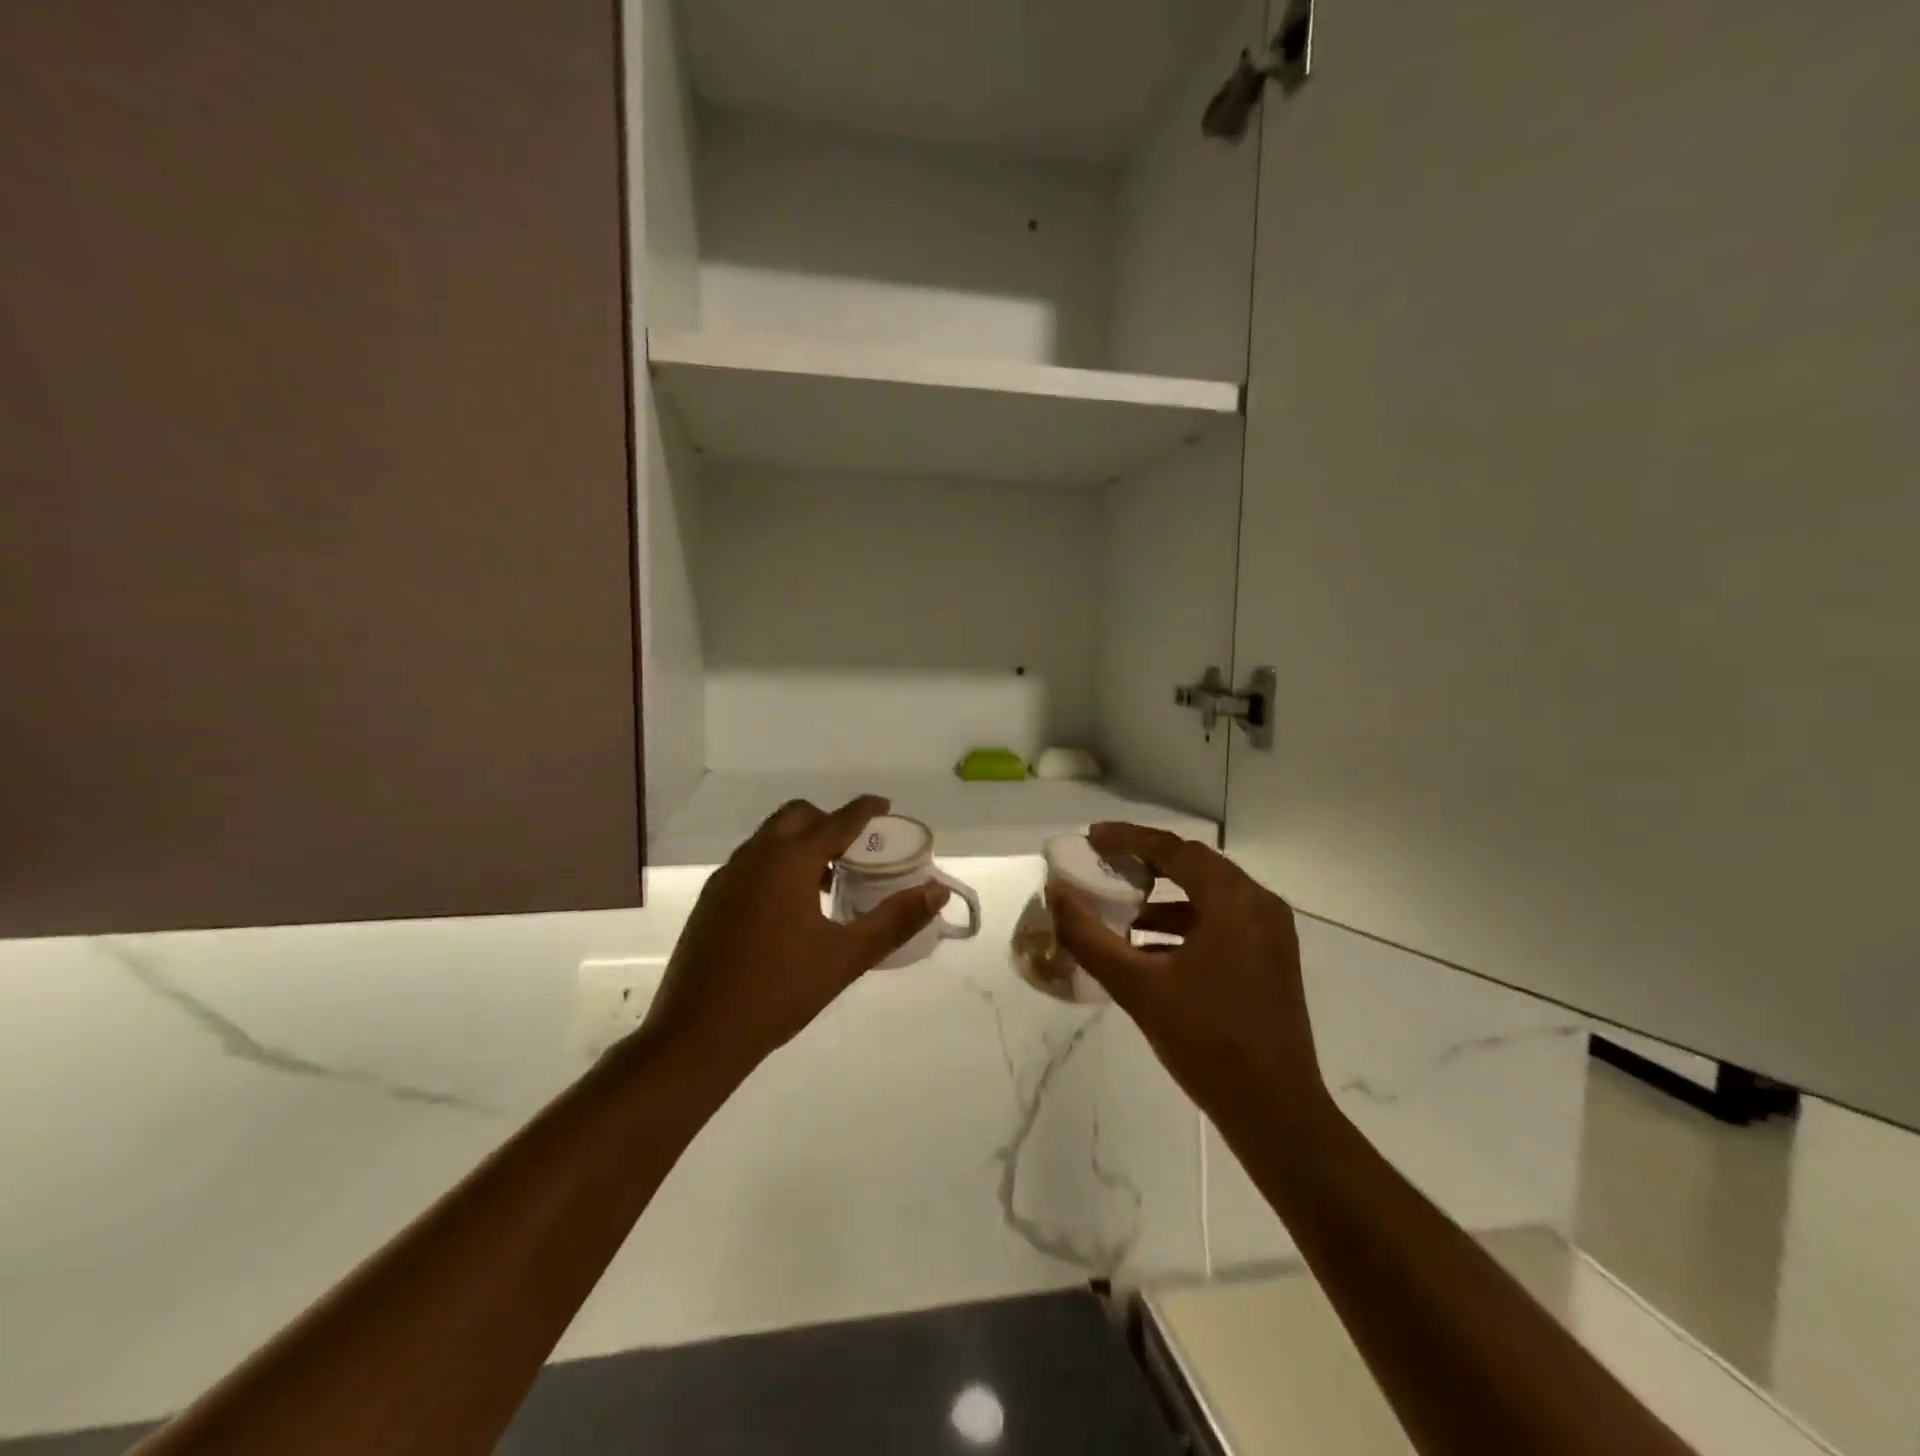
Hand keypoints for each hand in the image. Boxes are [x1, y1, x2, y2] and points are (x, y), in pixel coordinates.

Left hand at [634, 796, 947, 1080]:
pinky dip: (777, 864)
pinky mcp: (710, 900)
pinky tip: (789, 908)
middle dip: (829, 822)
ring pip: (769, 838)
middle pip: (797, 817)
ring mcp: (727, 877)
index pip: (837, 820)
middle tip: (855, 851)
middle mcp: (755, 856)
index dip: (865, 810)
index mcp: (789, 861)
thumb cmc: (780, 992)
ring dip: (801, 844)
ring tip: (827, 882)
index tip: (884, 806)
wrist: (697, 1035)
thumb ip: (895, 919)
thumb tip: (937, 892)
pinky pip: (751, 862)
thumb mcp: (847, 956)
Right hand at [1047, 824, 1327, 1127]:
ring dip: (1166, 895)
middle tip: (1105, 862)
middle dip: (1147, 861)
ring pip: (1210, 894)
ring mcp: (1271, 933)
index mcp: (1234, 901)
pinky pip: (1222, 921)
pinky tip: (1149, 947)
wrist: (1275, 1111)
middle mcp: (1259, 905)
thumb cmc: (1207, 1041)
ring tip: (1121, 906)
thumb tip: (1056, 895)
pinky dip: (1185, 923)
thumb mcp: (1138, 986)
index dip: (1129, 838)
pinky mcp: (1271, 959)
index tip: (1092, 838)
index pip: (1175, 850)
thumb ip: (1089, 937)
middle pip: (1195, 865)